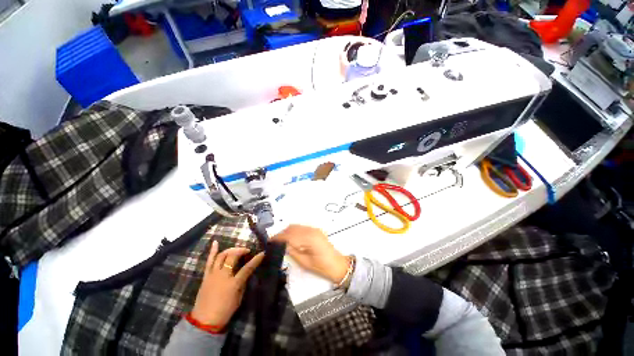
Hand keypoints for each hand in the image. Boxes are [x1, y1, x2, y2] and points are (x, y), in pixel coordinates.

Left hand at [191, 241, 264, 328]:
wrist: (204, 321)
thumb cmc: (225, 311)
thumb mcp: (239, 299)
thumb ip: (242, 283)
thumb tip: (246, 273)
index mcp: (233, 284)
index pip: (247, 268)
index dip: (256, 260)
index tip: (262, 253)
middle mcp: (223, 276)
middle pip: (233, 257)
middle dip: (241, 251)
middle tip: (247, 251)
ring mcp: (213, 275)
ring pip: (221, 256)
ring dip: (230, 250)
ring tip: (236, 250)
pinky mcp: (206, 276)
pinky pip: (209, 261)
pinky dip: (212, 251)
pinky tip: (216, 242)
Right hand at [271, 225, 348, 283]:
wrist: (337, 264)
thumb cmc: (322, 267)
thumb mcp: (305, 262)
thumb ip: (293, 251)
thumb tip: (282, 245)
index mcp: (309, 238)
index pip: (290, 235)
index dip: (279, 237)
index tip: (270, 241)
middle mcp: (311, 230)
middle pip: (292, 228)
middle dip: (282, 233)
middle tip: (274, 242)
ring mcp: (314, 229)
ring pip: (296, 226)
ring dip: (288, 231)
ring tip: (281, 241)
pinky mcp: (315, 230)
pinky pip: (302, 228)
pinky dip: (294, 231)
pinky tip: (291, 239)